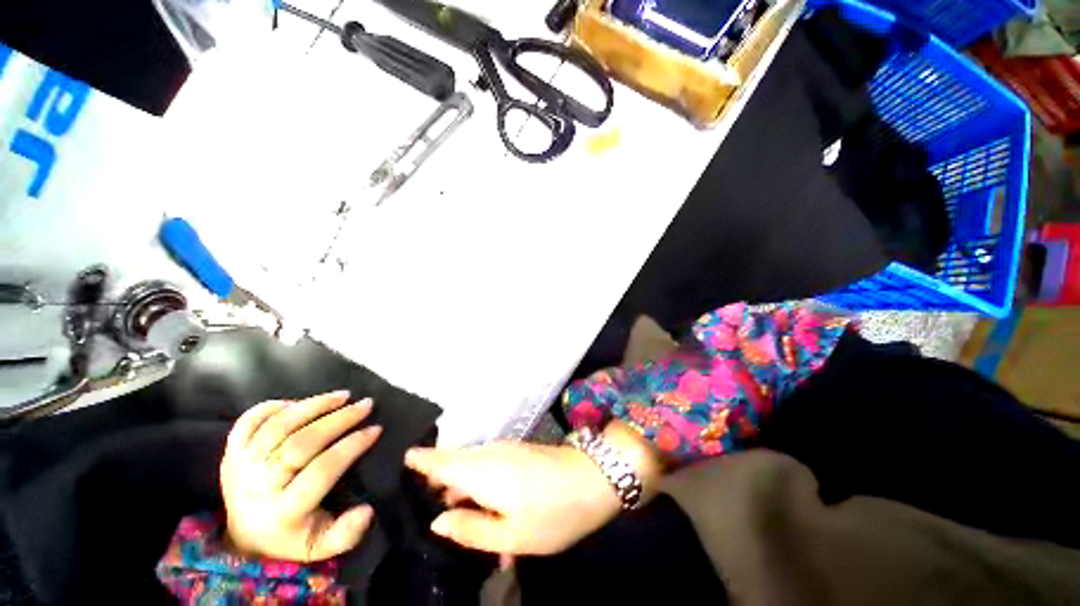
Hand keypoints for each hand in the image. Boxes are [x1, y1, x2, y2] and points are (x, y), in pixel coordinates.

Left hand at [220, 391, 381, 561]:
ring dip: (314, 405)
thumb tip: (367, 510)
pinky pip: (248, 422)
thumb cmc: (291, 538)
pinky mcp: (231, 453)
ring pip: (278, 426)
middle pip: (301, 443)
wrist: (244, 538)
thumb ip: (346, 534)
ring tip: (343, 395)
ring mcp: (241, 466)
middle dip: (339, 419)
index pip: (322, 470)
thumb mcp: (321, 546)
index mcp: (283, 511)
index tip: (376, 429)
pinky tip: (300, 403)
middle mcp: (259, 486)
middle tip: (366, 405)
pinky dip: (274, 407)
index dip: (352, 446)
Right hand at [405, 423, 662, 555]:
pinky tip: (486, 508)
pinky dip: (478, 482)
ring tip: (454, 512)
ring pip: (471, 463)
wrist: (593, 477)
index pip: (441, 461)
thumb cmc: (553, 511)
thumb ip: (471, 529)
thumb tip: (437, 522)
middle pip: (453, 461)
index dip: (421, 460)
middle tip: (423, 501)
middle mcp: (489, 453)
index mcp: (482, 471)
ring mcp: (505, 450)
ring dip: (459, 484)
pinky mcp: (517, 452)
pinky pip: (487, 464)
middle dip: (437, 478)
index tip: (401, 459)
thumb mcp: (512, 534)